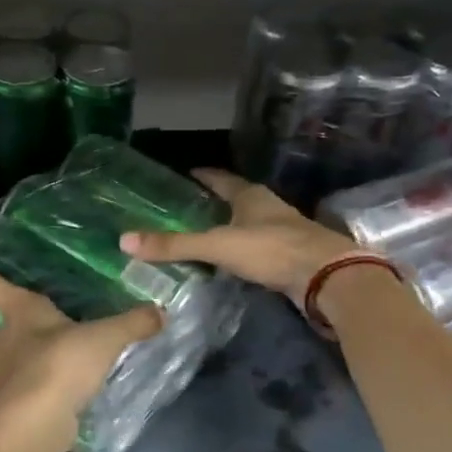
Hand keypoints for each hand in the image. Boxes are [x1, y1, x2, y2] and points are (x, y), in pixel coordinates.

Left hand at [0, 248, 163, 421]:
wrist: (40, 420)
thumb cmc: (62, 362)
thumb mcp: (105, 337)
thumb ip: (132, 324)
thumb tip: (161, 312)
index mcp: (21, 313)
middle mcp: (9, 342)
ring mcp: (10, 377)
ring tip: (12, 361)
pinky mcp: (21, 406)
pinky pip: (25, 389)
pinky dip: (30, 387)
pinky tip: (48, 390)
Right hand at [119, 168, 362, 301]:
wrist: (327, 277)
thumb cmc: (272, 250)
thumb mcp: (218, 246)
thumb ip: (175, 245)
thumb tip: (125, 241)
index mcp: (250, 196)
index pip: (221, 178)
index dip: (203, 176)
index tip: (185, 173)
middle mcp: (267, 207)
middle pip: (236, 199)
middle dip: (214, 201)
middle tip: (186, 206)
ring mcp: (282, 231)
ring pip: (248, 223)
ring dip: (229, 226)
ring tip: (203, 233)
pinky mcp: (289, 255)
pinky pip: (257, 247)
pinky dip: (240, 250)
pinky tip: (229, 261)